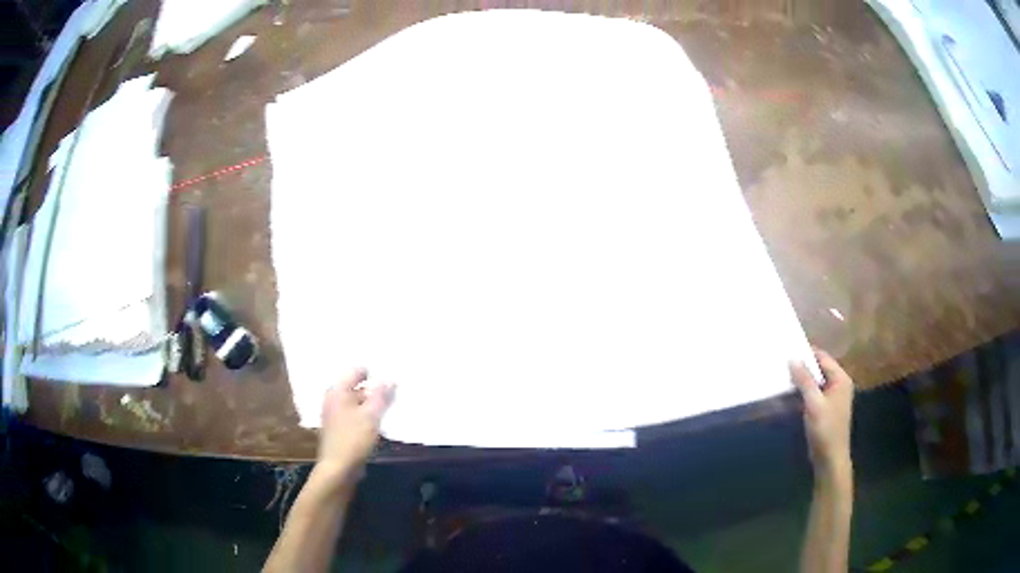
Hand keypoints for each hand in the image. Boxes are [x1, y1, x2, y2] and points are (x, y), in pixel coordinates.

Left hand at [316, 369, 394, 482]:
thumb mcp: (371, 415)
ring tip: (390, 408)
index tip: (390, 378)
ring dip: (372, 405)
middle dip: (375, 390)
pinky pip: (356, 415)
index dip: (372, 373)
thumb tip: (390, 380)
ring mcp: (335, 414)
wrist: (338, 468)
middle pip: (356, 387)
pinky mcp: (340, 429)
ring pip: (357, 403)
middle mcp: (333, 399)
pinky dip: (367, 416)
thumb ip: (381, 395)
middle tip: (395, 393)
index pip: (355, 371)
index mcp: (337, 391)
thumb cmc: (353, 438)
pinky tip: (380, 423)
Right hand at [791, 349, 853, 477]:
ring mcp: (830, 398)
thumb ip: (804, 380)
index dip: (806, 353)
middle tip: (781, 363)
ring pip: (812, 384)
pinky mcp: (822, 410)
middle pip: (817, 370)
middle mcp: (837, 385)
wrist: (830, 459)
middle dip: (801, 368)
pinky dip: (799, 395)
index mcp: (840, 379)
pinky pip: (810, 396)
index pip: (822, 358)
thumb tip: (792, 358)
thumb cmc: (825, 429)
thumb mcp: (814, 403)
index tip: (787, 349)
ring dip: (799, 382)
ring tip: (780, 377)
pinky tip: (785, 396)